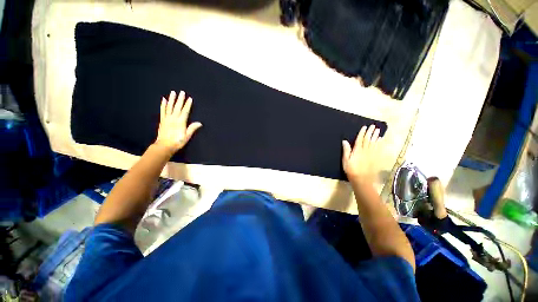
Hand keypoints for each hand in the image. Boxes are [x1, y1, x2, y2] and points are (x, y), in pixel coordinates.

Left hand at [155, 90, 201, 153]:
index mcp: (180, 122)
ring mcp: (167, 118)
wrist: (164, 146)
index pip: (185, 111)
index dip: (187, 105)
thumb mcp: (186, 136)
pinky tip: (164, 100)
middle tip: (182, 92)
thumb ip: (192, 128)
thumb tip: (199, 123)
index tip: (190, 99)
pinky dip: (163, 105)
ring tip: (173, 92)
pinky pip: (163, 111)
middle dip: (180, 99)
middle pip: (177, 107)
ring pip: (169, 107)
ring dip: (172, 99)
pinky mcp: (162, 120)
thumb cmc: (177, 142)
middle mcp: (173, 118)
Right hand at [342, 125, 381, 183]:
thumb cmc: (351, 170)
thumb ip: (346, 150)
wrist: (362, 180)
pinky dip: (380, 143)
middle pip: (368, 140)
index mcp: (357, 151)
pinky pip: (379, 149)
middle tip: (373, 126)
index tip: (364, 127)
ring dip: (376, 136)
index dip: (362, 133)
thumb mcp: (345, 160)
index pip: (360, 139)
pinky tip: (380, 140)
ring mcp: (372, 154)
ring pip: (374, 143)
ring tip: (378, 130)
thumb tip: (345, 141)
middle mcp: (366, 151)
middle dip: (370, 132)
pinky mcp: (376, 158)